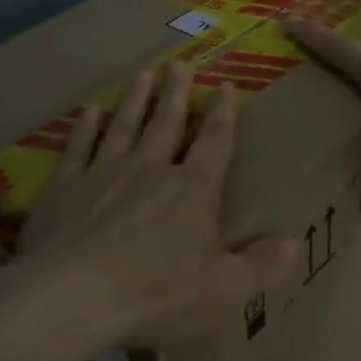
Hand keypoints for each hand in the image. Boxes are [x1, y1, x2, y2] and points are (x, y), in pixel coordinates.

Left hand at [20, 61, 296, 344]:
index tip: (225, 86)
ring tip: (142, 74)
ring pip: (123, 126)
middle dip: (176, 93)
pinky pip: (78, 148)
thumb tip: (296, 244)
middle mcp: (150, 170)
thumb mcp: (224, 291)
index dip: (223, 114)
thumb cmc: (158, 294)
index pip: (214, 143)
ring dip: (134, 100)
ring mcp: (104, 174)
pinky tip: (88, 112)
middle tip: (179, 64)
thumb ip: (261, 266)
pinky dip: (84, 129)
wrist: (73, 296)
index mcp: (192, 190)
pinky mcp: (64, 188)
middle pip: (166, 123)